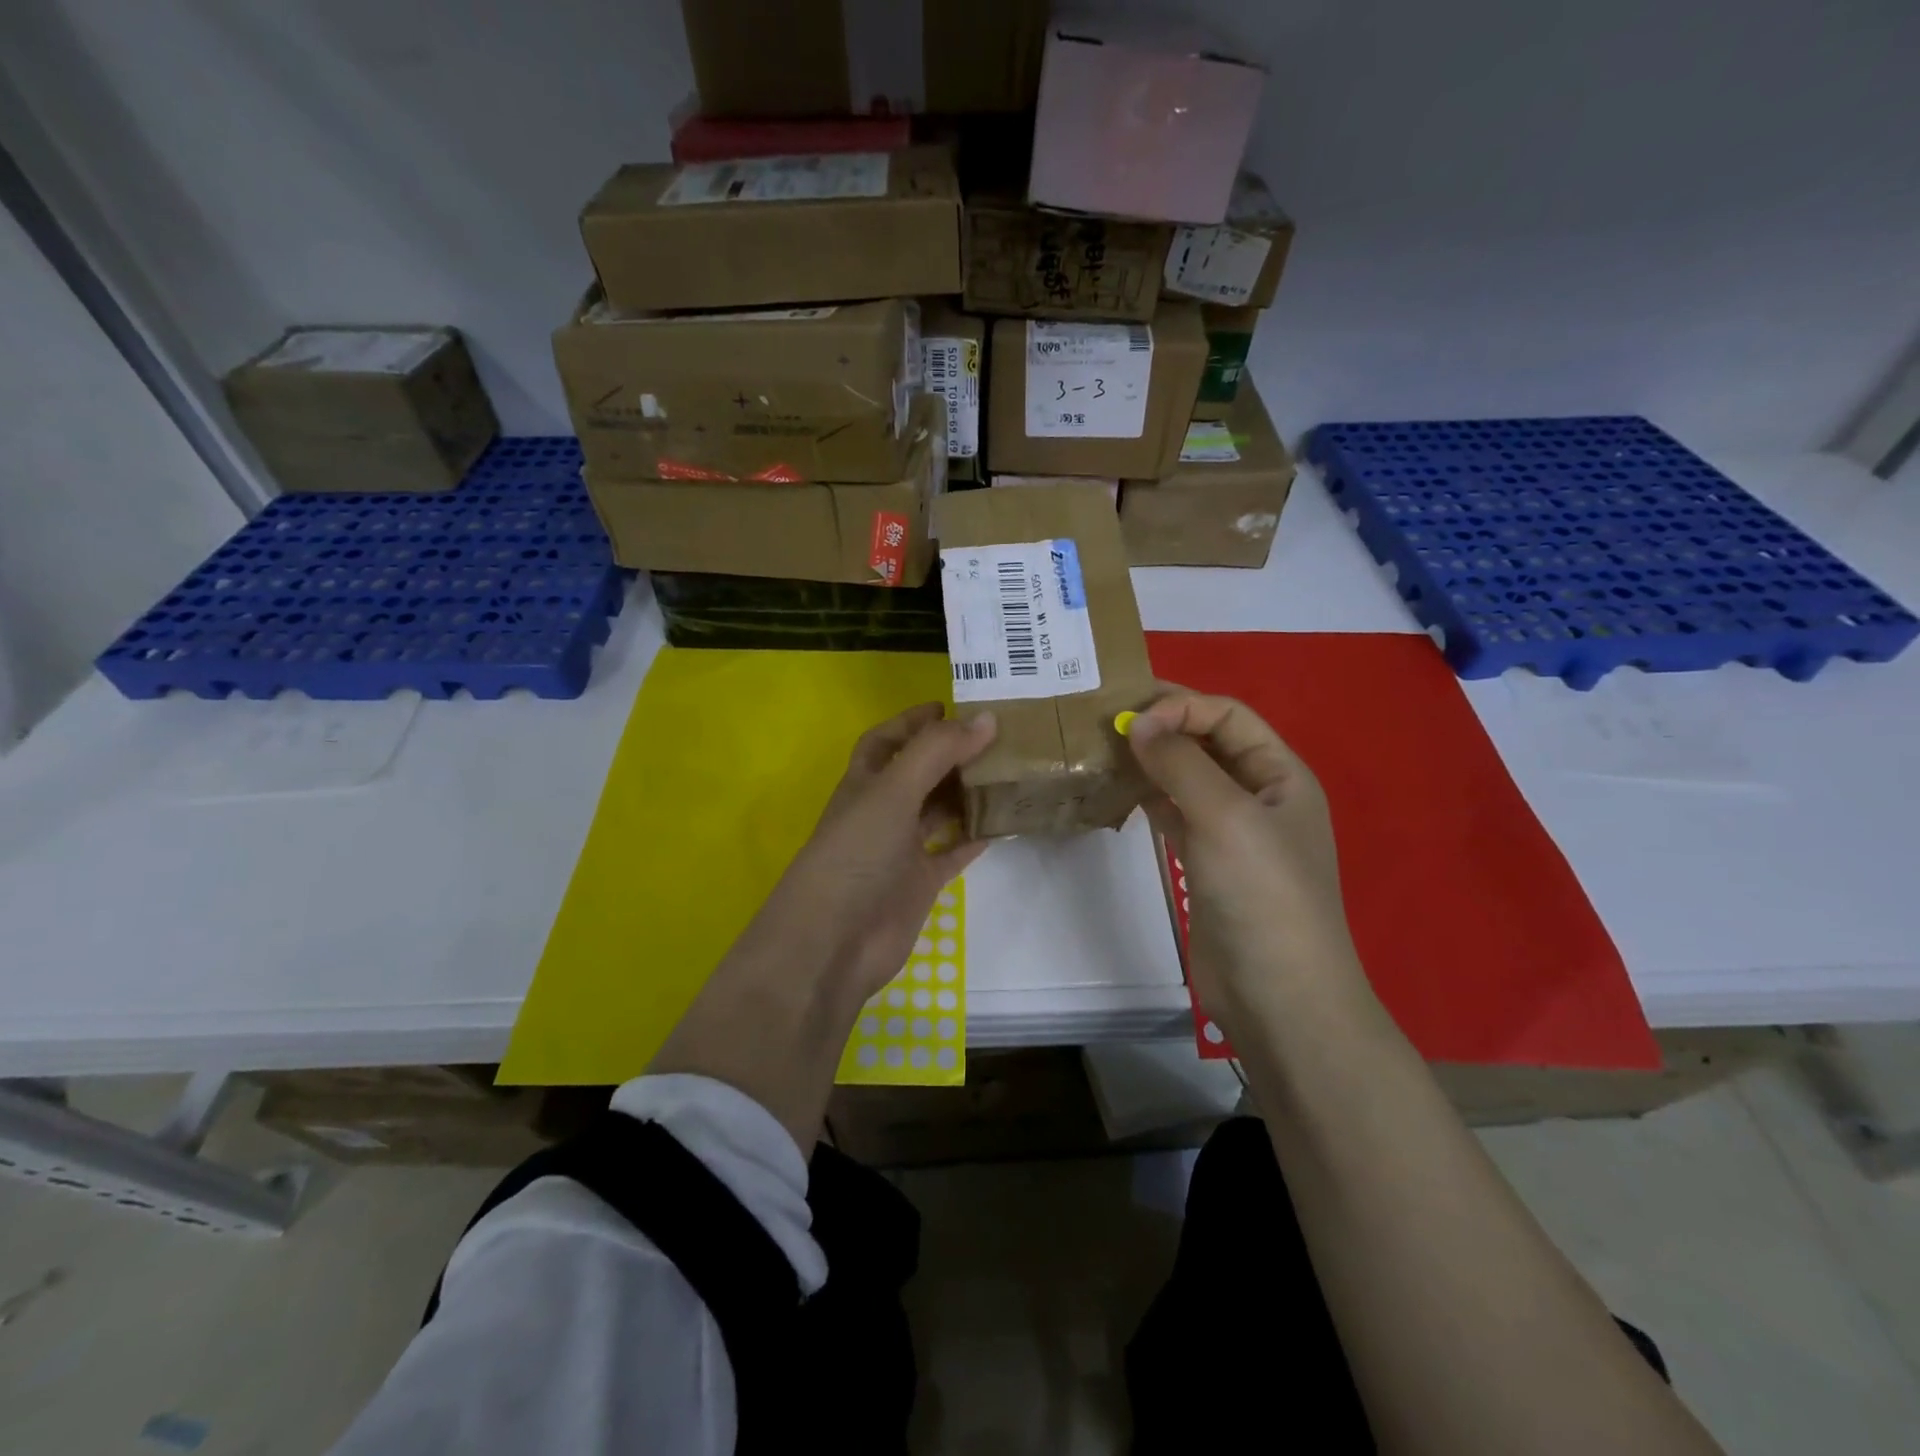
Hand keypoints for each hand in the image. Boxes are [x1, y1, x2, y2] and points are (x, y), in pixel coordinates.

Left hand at [754, 702, 997, 1002]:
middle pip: (919, 773)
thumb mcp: (893, 791)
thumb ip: (937, 752)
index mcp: (865, 783)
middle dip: (951, 754)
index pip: (887, 740)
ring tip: (1009, 771)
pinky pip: (954, 851)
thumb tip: (985, 717)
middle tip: (997, 737)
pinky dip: (977, 837)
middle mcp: (882, 811)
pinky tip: (1005, 822)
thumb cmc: (856, 854)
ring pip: (940, 811)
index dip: (913, 721)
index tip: (951, 705)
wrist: (835, 941)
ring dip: (968, 792)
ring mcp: (901, 849)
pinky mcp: (920, 883)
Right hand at [1126, 690, 1369, 1032]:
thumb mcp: (1225, 817)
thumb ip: (1180, 763)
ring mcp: (1233, 833)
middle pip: (1209, 744)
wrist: (1278, 996)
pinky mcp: (1208, 864)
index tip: (1131, 720)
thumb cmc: (1262, 894)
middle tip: (1108, 721)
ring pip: (1188, 779)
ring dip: (1153, 763)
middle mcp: (1260, 797)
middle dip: (1165, 727)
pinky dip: (1150, 800)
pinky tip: (1120, 793)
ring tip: (1105, 750)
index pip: (1229, 717)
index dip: (1182, 707)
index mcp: (1282, 775)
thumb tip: (1136, 723)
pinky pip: (1176, 816)